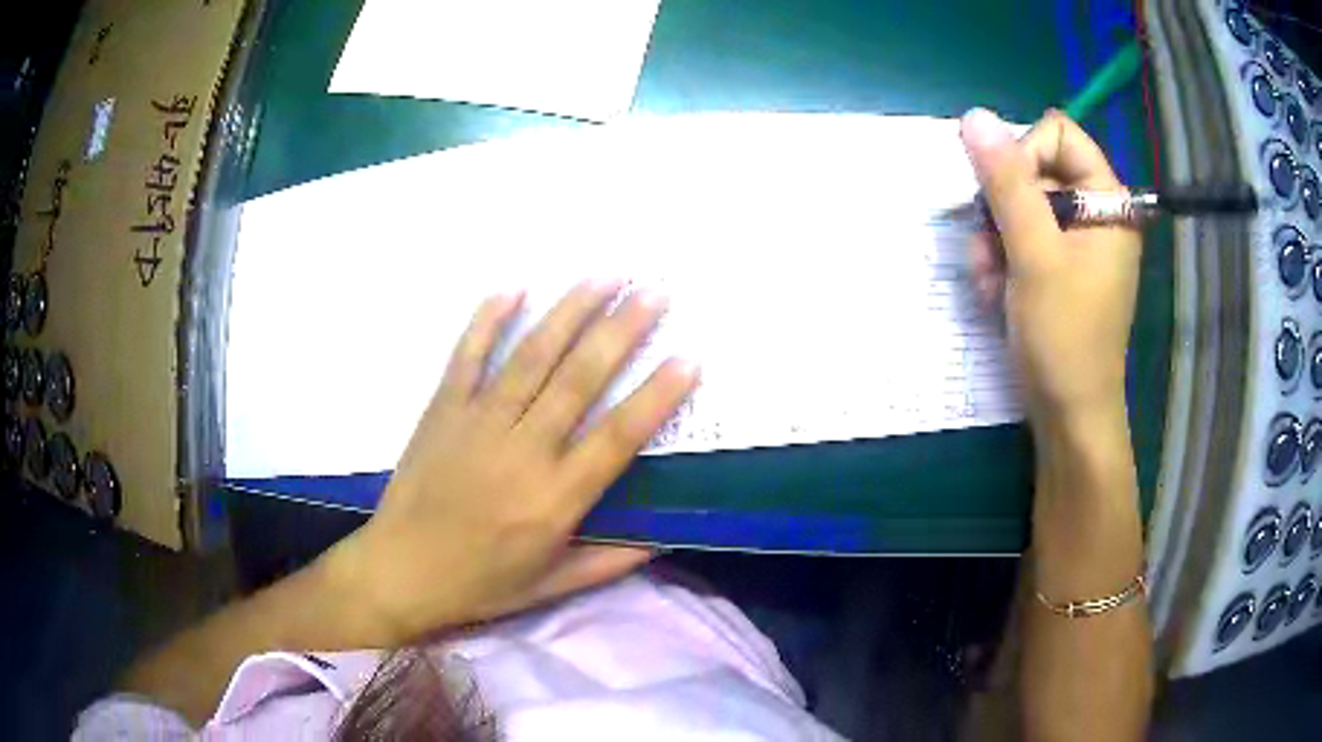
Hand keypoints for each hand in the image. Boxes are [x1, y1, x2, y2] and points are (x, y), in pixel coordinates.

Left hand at [324, 281, 698, 642]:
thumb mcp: (550, 587)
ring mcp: (476, 423)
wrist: (399, 572)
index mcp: (553, 500)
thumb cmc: (479, 584)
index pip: (616, 438)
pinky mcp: (442, 410)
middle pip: (578, 380)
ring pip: (530, 357)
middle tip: (654, 293)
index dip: (655, 396)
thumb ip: (608, 562)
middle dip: (621, 331)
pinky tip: (514, 289)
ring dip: (569, 312)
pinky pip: (467, 356)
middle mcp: (520, 452)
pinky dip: (488, 320)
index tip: (688, 358)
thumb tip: (665, 539)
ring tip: (604, 277)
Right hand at [959, 108, 1140, 419]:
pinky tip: (996, 291)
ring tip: (991, 280)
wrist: (1069, 416)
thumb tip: (973, 117)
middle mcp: (1096, 212)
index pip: (1056, 135)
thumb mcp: (1034, 254)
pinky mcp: (1061, 266)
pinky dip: (1002, 260)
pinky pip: (1023, 237)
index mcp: (1108, 200)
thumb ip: (1006, 183)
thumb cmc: (1064, 338)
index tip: (1006, 202)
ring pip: (1021, 204)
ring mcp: (1079, 241)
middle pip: (1034, 168)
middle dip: (1002, 207)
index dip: (1023, 157)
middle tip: (990, 248)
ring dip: (994, 239)